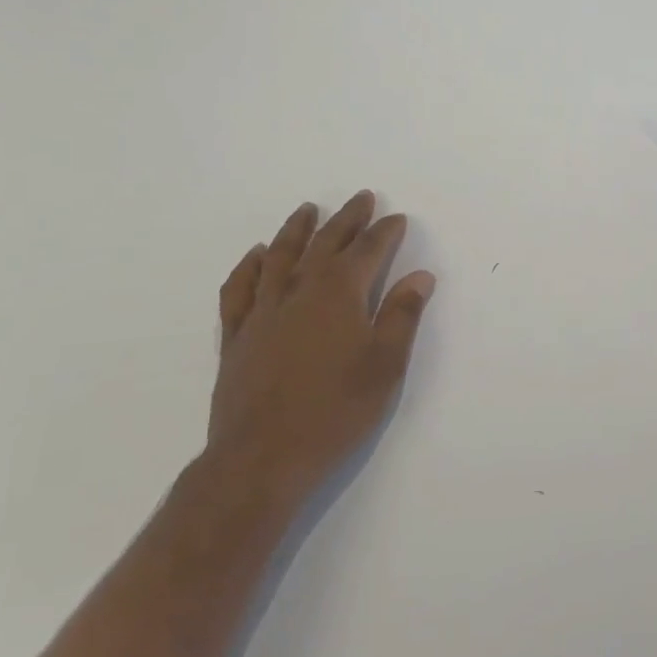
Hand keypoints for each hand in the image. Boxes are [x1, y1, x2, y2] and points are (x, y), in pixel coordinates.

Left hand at [204, 191, 435, 508]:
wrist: (262, 458)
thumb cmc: (335, 412)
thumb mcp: (384, 366)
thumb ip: (401, 316)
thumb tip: (420, 276)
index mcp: (339, 294)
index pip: (367, 251)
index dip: (384, 232)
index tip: (397, 219)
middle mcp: (299, 291)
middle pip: (325, 243)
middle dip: (347, 219)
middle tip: (361, 198)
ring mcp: (263, 311)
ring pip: (280, 256)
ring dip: (296, 229)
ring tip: (308, 210)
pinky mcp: (237, 335)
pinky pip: (240, 288)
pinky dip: (249, 266)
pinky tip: (256, 255)